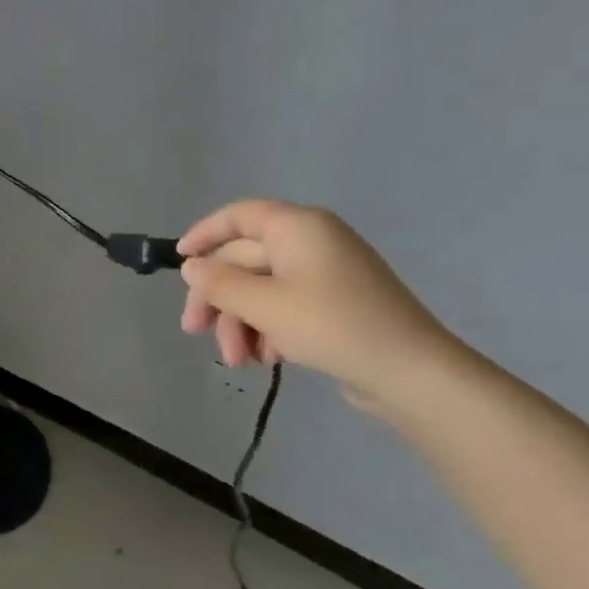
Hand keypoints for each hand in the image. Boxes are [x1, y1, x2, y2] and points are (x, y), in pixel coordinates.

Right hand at [178, 199, 456, 404]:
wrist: (410, 373)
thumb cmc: (332, 326)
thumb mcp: (264, 305)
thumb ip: (219, 283)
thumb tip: (190, 266)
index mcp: (297, 227)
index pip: (238, 216)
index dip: (203, 234)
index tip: (179, 261)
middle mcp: (311, 242)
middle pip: (244, 260)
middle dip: (218, 298)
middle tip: (194, 331)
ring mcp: (325, 274)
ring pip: (261, 289)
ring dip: (241, 322)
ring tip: (240, 361)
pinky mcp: (334, 304)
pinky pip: (285, 307)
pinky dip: (268, 330)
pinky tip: (268, 360)